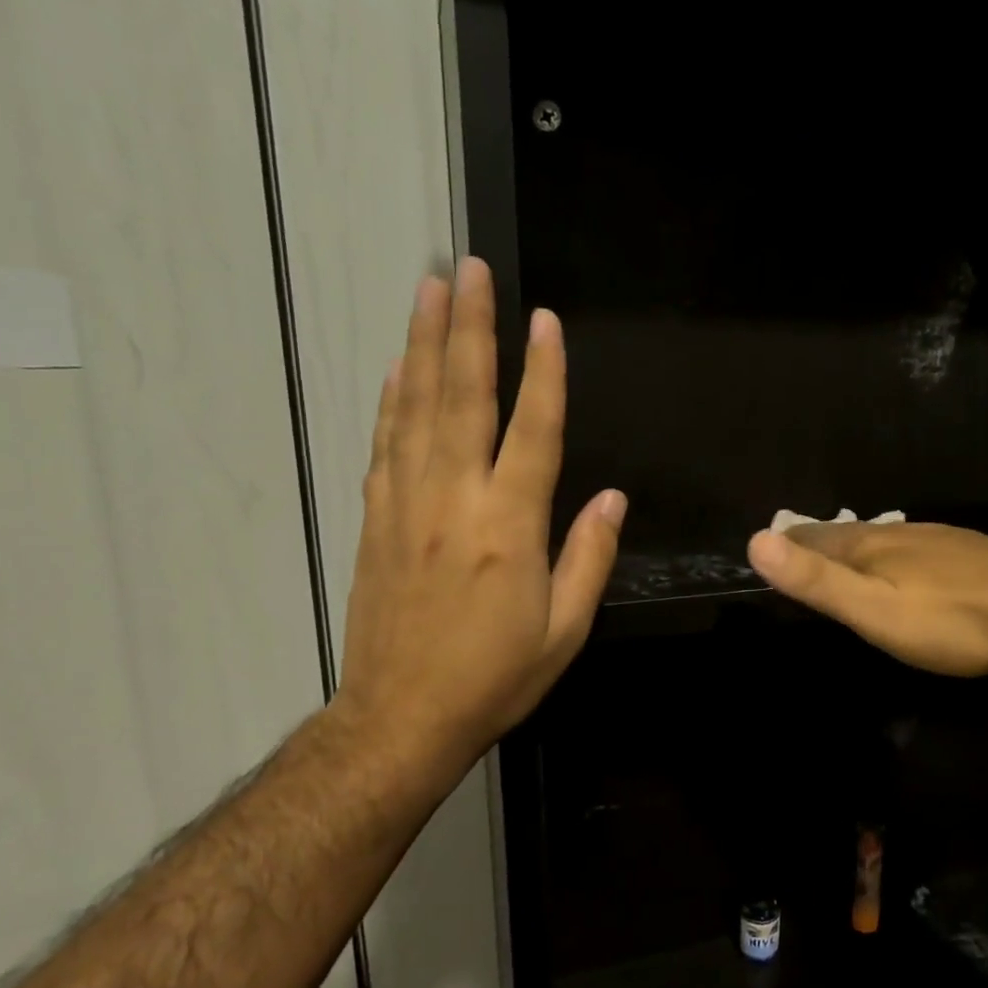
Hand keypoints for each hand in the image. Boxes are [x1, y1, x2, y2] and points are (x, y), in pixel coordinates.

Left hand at [331, 258, 624, 802]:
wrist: (400, 717)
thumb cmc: (494, 677)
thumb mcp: (564, 631)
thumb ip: (588, 558)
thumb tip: (611, 498)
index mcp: (508, 527)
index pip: (532, 431)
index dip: (543, 373)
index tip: (545, 320)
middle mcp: (454, 500)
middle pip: (462, 397)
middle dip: (469, 328)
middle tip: (467, 269)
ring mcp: (406, 505)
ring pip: (416, 408)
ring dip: (424, 344)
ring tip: (429, 290)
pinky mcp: (376, 519)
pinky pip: (384, 443)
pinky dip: (391, 399)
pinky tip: (398, 367)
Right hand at [746, 521, 987, 680]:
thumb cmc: (950, 620)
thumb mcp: (873, 608)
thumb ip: (816, 580)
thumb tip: (755, 541)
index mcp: (872, 544)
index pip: (814, 535)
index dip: (788, 541)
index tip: (769, 546)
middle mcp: (903, 532)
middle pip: (848, 533)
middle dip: (819, 541)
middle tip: (800, 551)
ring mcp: (941, 541)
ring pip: (885, 539)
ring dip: (857, 547)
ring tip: (844, 558)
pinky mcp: (972, 556)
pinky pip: (917, 549)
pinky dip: (895, 556)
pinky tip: (909, 570)